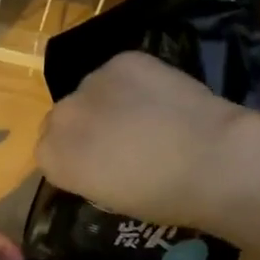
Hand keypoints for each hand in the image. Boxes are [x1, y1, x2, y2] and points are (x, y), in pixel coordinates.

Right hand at [36, 51, 253, 230]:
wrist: (210, 159)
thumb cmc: (164, 198)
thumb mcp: (112, 199)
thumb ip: (90, 174)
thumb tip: (98, 160)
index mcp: (53, 158)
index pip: (48, 152)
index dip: (75, 158)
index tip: (99, 168)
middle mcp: (62, 115)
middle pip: (64, 117)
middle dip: (87, 126)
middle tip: (122, 141)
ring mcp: (92, 82)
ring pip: (92, 91)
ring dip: (109, 102)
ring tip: (147, 117)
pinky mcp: (123, 60)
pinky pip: (120, 71)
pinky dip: (135, 82)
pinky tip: (162, 98)